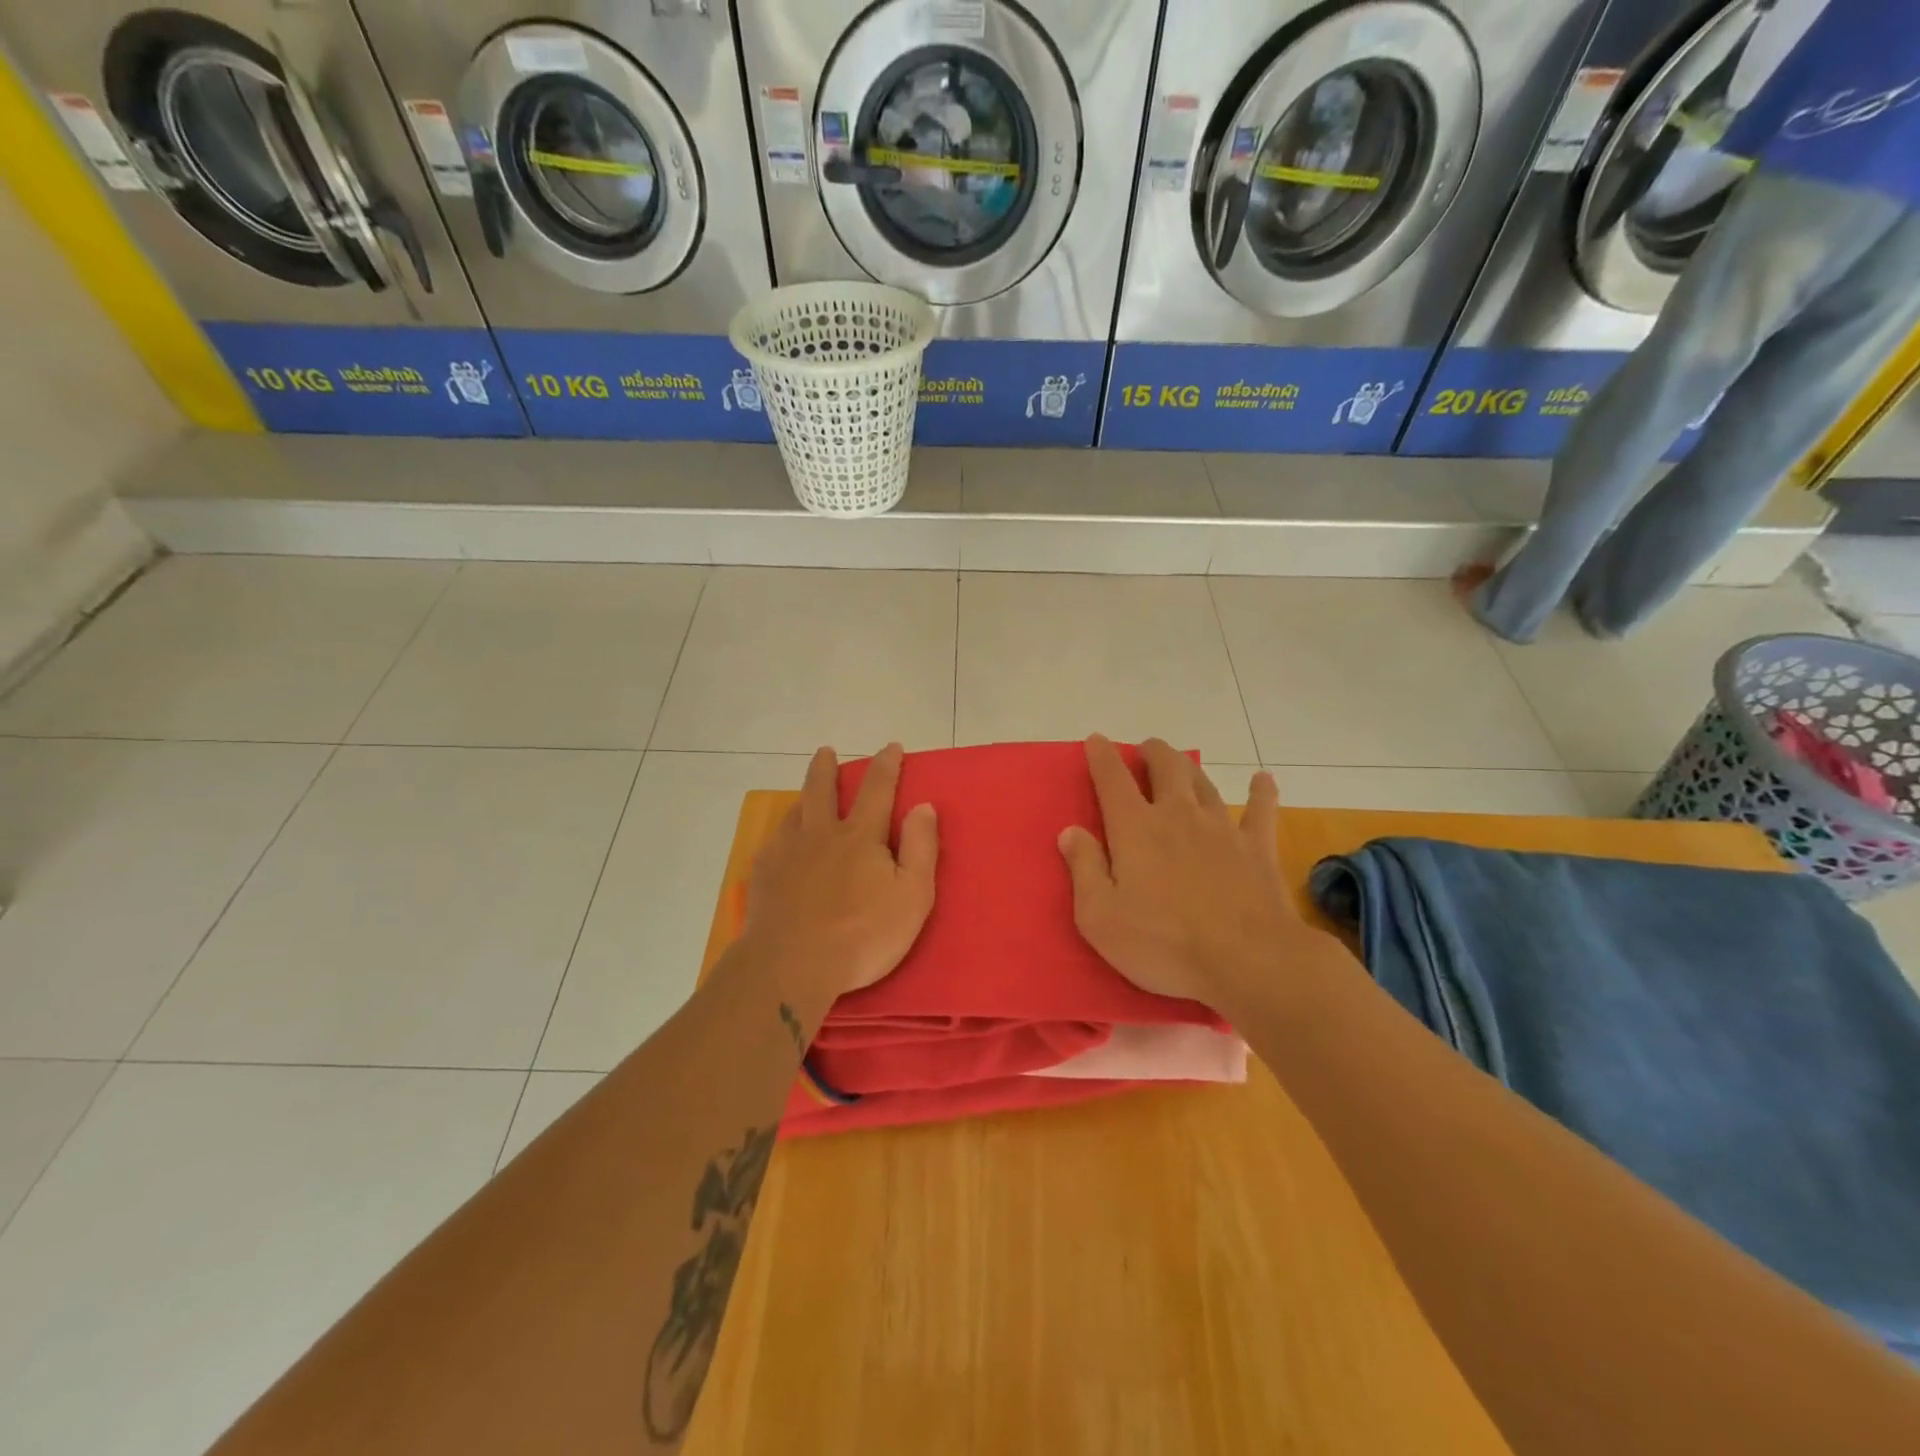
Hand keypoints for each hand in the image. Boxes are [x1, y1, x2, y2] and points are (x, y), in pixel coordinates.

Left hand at [741, 743, 937, 1019]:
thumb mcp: (912, 896)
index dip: (886, 766)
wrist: (790, 966)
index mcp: (860, 836)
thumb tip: (924, 806)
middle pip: (821, 789)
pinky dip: (782, 835)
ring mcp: (786, 853)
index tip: (891, 747)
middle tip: (825, 751)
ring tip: (805, 798)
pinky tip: (781, 845)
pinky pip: (773, 843)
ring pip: (794, 813)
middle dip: (826, 767)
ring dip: (803, 798)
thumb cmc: (861, 935)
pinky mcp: (763, 875)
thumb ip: (921, 848)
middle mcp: (820, 834)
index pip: (877, 790)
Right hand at [1058, 735, 1299, 1010]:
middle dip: (1153, 753)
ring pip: (1204, 782)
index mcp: (1135, 829)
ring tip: (1181, 763)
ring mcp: (1222, 828)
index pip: (1113, 779)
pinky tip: (1263, 780)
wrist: (1247, 960)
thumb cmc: (1164, 944)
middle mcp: (1178, 815)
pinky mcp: (1257, 848)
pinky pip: (1260, 810)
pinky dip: (1260, 792)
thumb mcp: (1100, 917)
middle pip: (1166, 768)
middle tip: (1146, 750)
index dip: (1102, 756)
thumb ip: (1084, 869)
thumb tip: (1070, 831)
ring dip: (1190, 768)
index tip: (1096, 740)